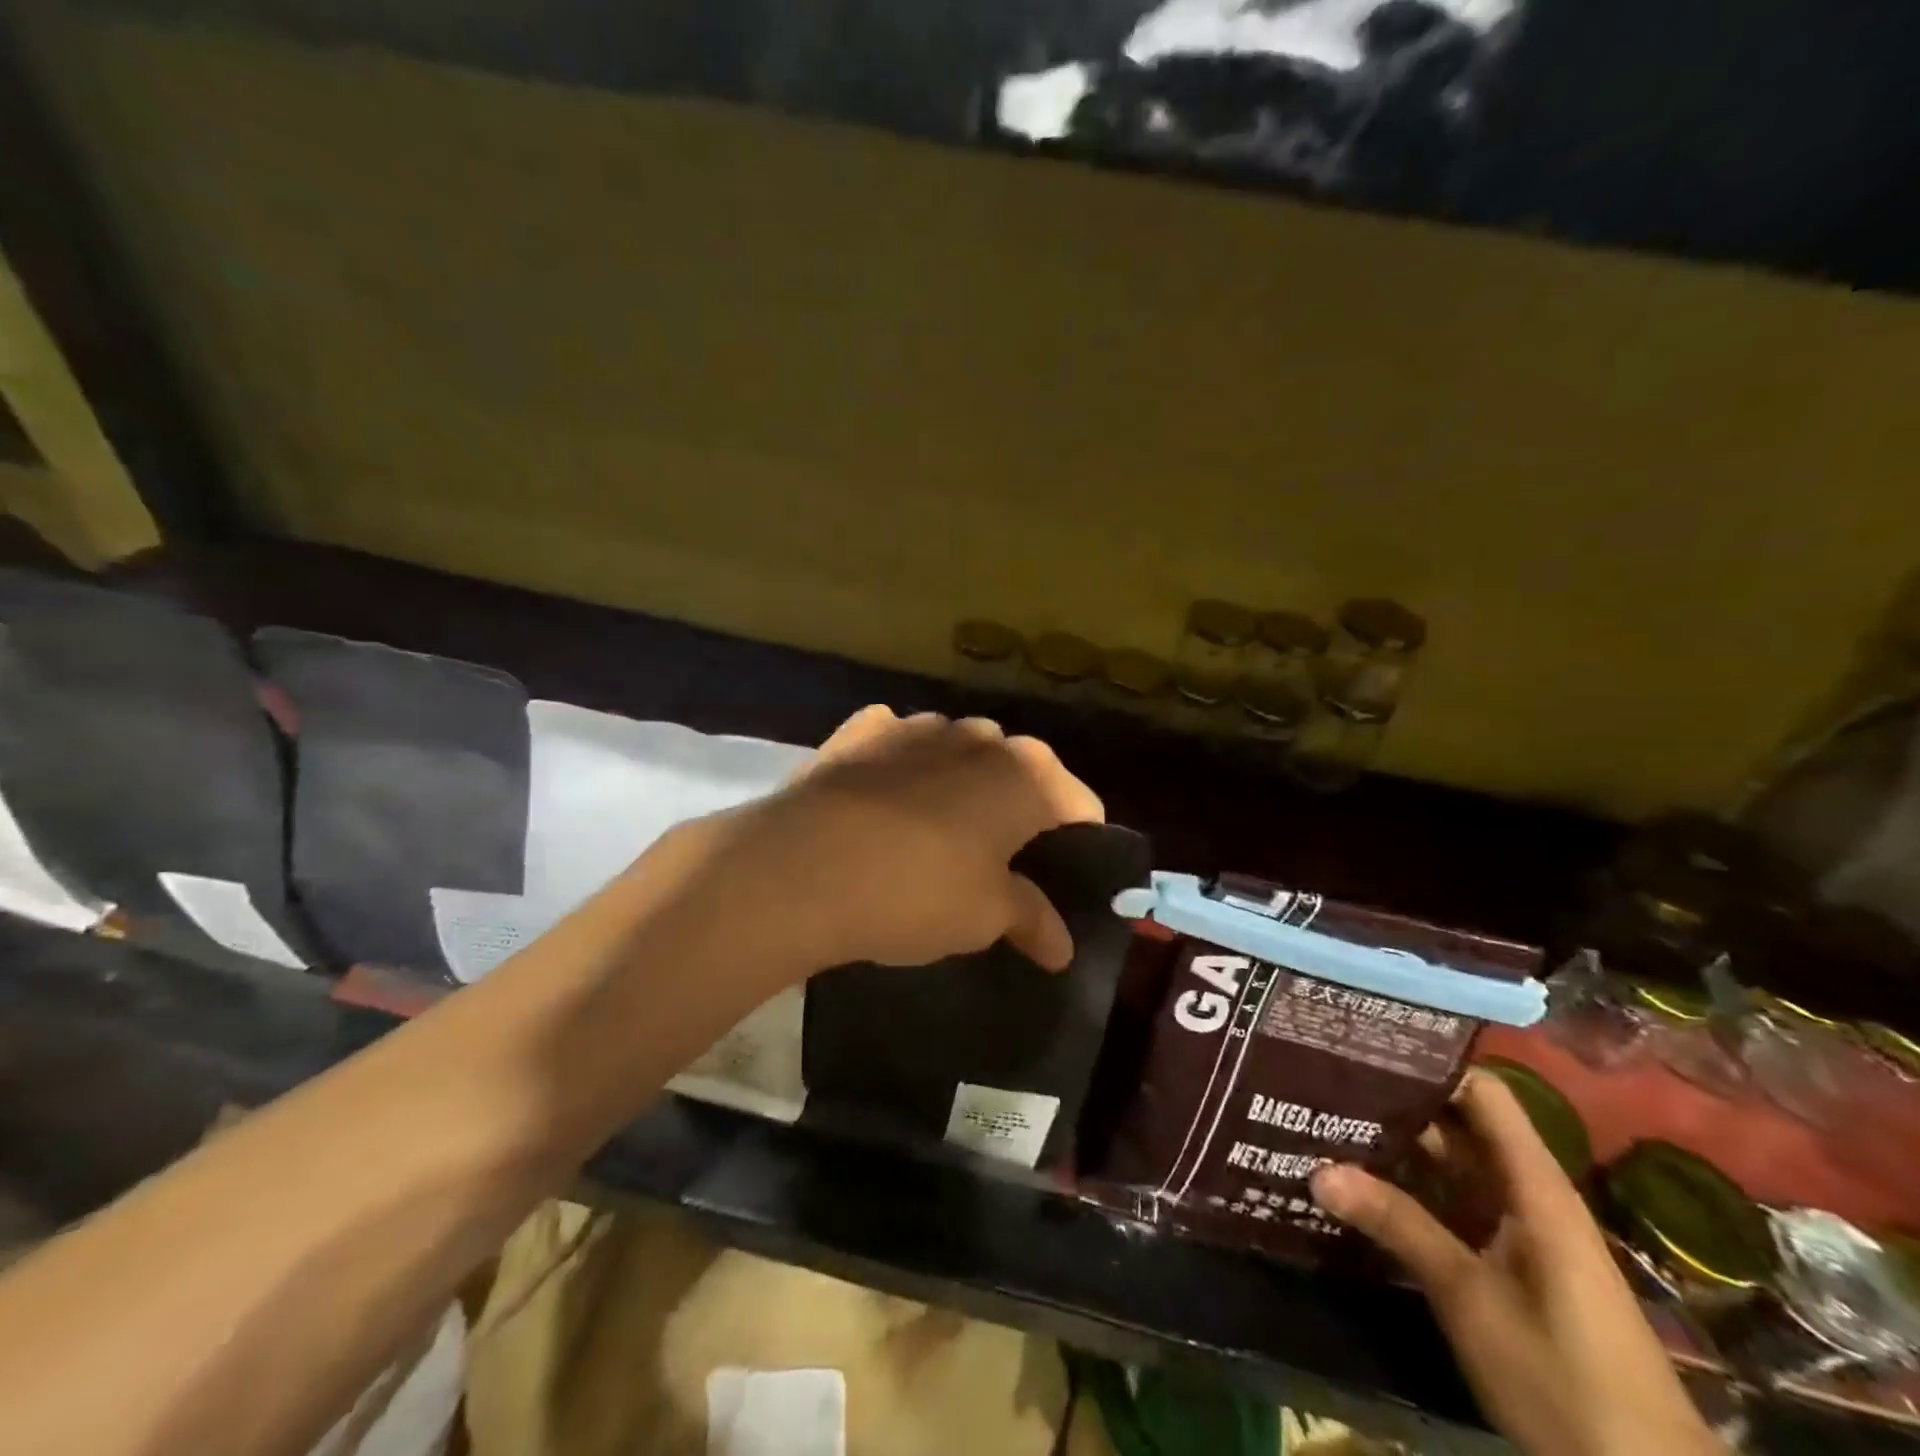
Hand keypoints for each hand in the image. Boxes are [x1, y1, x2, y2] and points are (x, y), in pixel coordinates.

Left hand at [722, 705, 1104, 972]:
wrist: (801, 867)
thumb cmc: (916, 891)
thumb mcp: (984, 916)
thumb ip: (1032, 920)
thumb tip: (1062, 949)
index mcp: (1026, 775)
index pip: (1079, 804)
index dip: (1080, 843)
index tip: (1066, 878)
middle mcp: (978, 737)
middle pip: (1019, 771)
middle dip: (1019, 810)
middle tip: (1001, 862)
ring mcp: (916, 726)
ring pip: (959, 751)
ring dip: (960, 783)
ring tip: (938, 832)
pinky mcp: (860, 732)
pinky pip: (897, 743)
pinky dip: (901, 766)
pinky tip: (884, 798)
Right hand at [1310, 1073, 1725, 1455]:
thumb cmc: (1567, 1379)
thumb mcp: (1470, 1297)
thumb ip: (1397, 1225)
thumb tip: (1317, 1169)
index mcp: (1532, 1183)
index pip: (1481, 1091)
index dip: (1428, 1063)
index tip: (1363, 1048)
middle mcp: (1526, 1192)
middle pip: (1457, 1123)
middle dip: (1395, 1102)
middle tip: (1322, 1082)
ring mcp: (1518, 1228)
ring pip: (1450, 1164)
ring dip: (1396, 1147)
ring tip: (1325, 1120)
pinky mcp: (1509, 1261)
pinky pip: (1453, 1203)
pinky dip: (1409, 1189)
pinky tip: (1358, 1183)